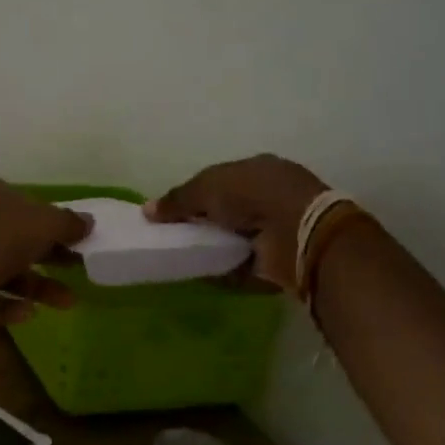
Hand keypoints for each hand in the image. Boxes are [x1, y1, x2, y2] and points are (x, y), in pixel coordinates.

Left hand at [0, 175, 91, 327]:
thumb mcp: (45, 223)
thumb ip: (68, 223)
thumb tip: (88, 222)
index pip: (23, 203)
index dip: (50, 220)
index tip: (76, 238)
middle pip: (17, 238)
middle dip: (50, 256)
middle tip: (79, 268)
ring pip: (6, 270)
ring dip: (38, 286)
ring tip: (68, 302)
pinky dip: (10, 305)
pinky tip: (27, 313)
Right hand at [144, 155, 327, 292]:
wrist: (297, 232)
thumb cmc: (253, 195)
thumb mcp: (207, 187)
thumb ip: (177, 199)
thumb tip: (147, 210)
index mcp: (258, 170)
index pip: (221, 180)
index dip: (197, 194)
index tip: (174, 211)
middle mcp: (269, 196)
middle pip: (227, 210)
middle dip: (204, 222)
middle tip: (174, 236)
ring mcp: (277, 229)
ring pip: (235, 238)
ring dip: (213, 247)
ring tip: (183, 257)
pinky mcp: (278, 260)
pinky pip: (243, 266)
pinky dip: (224, 271)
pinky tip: (202, 274)